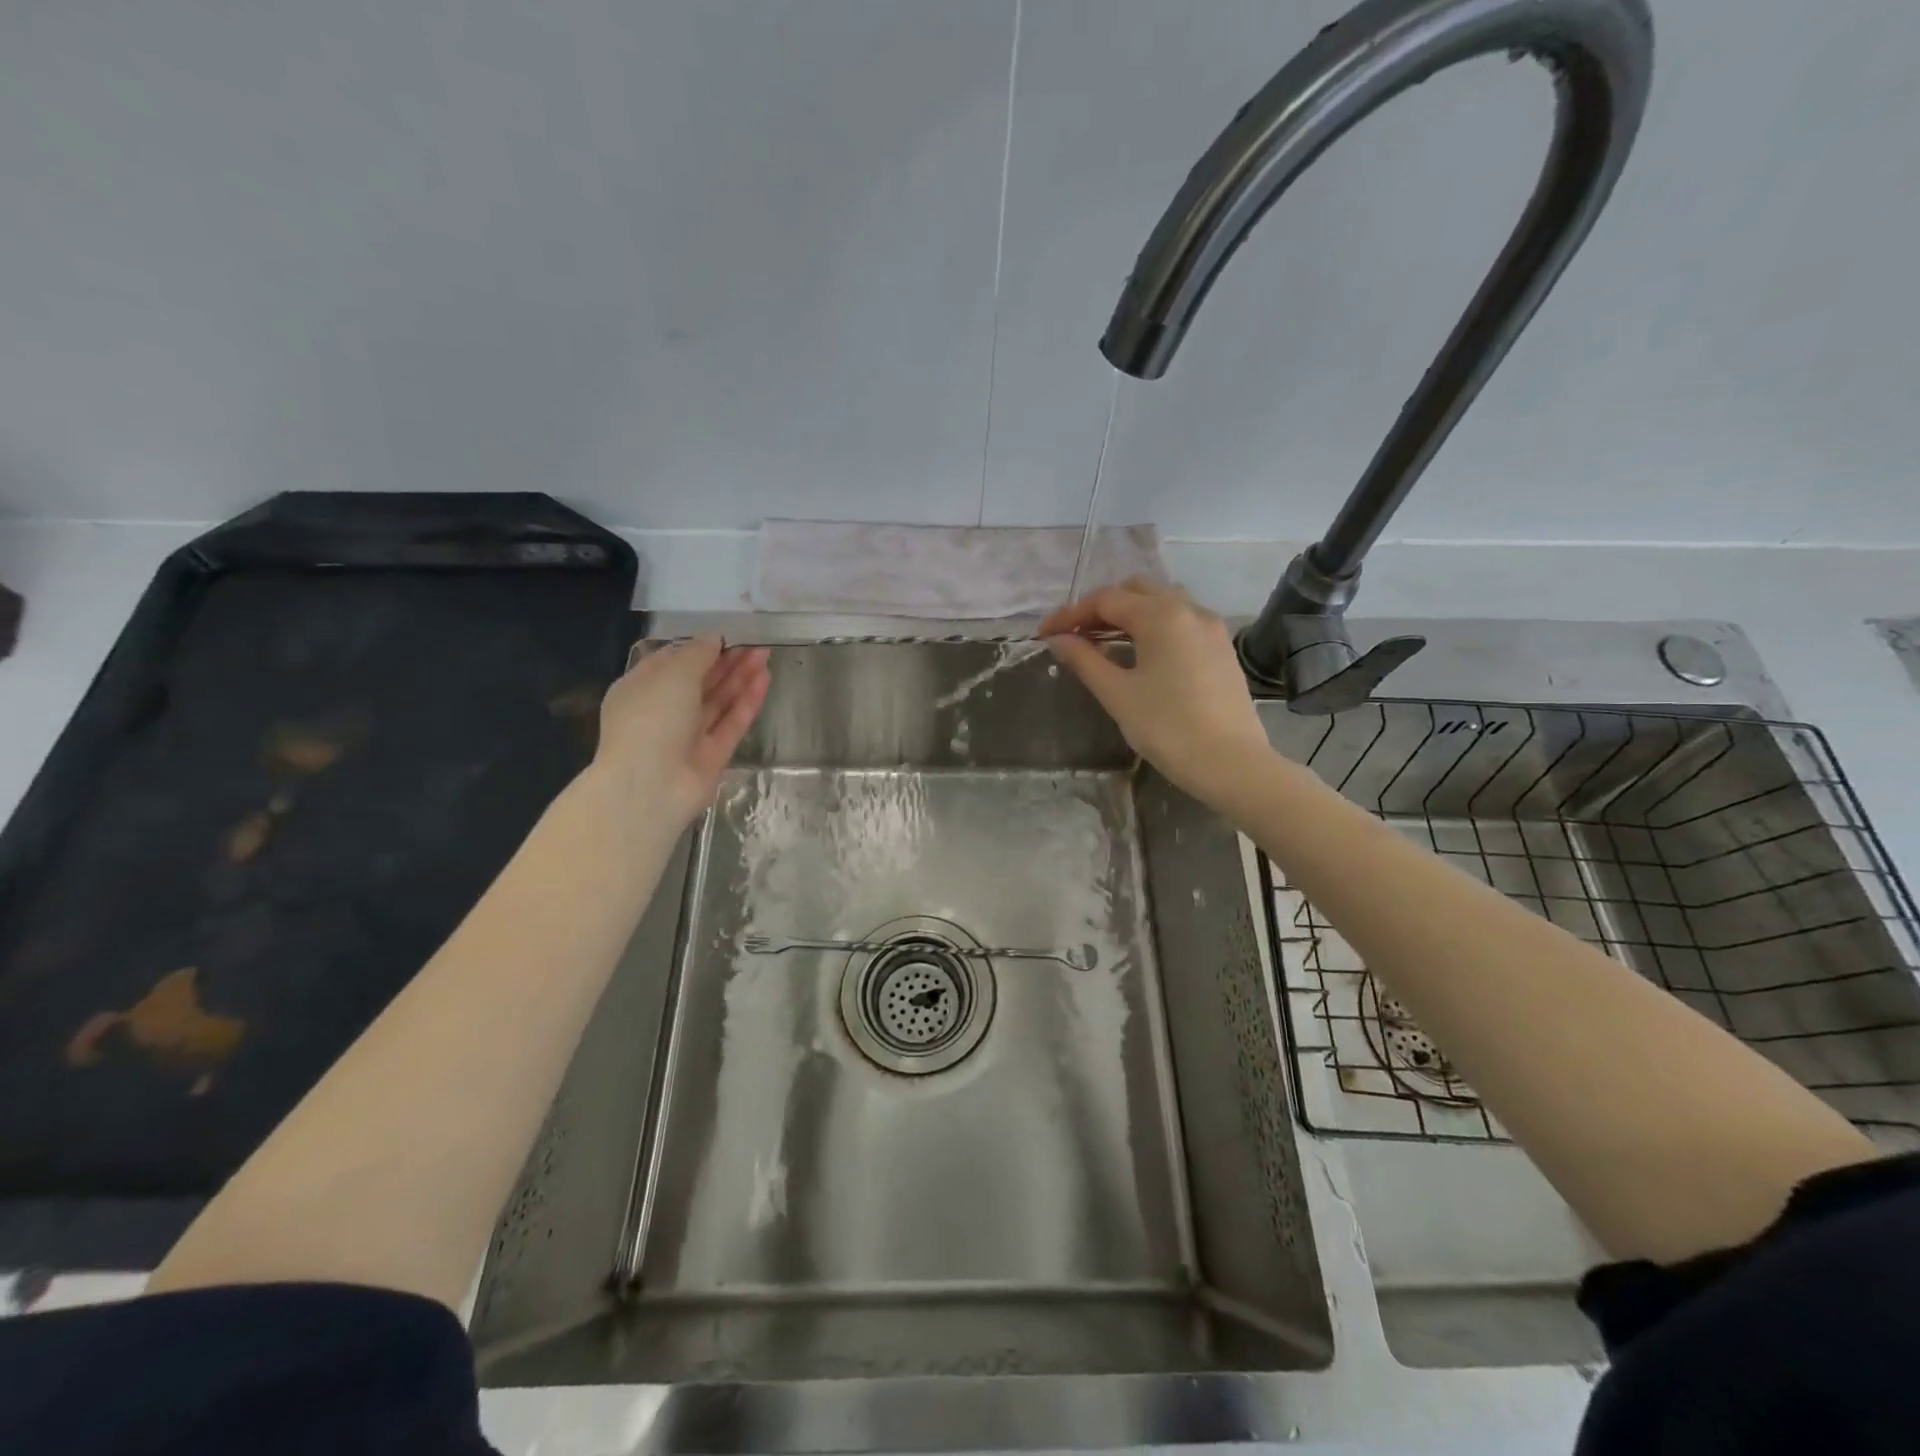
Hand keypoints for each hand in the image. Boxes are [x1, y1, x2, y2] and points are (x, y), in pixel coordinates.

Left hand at [592, 637, 770, 823]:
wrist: (649, 786)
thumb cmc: (651, 718)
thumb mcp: (672, 674)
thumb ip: (697, 653)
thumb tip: (714, 638)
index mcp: (641, 689)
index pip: (671, 663)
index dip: (699, 648)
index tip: (726, 636)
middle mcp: (663, 712)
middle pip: (699, 682)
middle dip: (726, 662)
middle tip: (755, 644)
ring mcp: (689, 736)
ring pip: (718, 702)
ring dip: (741, 678)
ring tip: (765, 655)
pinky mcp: (712, 756)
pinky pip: (731, 723)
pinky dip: (746, 702)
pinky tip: (764, 680)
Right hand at [1040, 578, 1270, 806]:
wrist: (1231, 764)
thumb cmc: (1167, 728)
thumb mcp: (1117, 694)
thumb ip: (1085, 660)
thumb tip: (1058, 640)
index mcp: (1161, 616)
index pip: (1105, 600)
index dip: (1070, 614)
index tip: (1044, 634)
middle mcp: (1189, 609)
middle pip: (1136, 591)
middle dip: (1101, 607)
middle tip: (1075, 635)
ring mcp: (1210, 627)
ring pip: (1162, 602)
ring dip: (1129, 613)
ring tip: (1104, 641)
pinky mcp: (1221, 648)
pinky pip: (1181, 621)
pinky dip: (1154, 626)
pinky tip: (1140, 653)